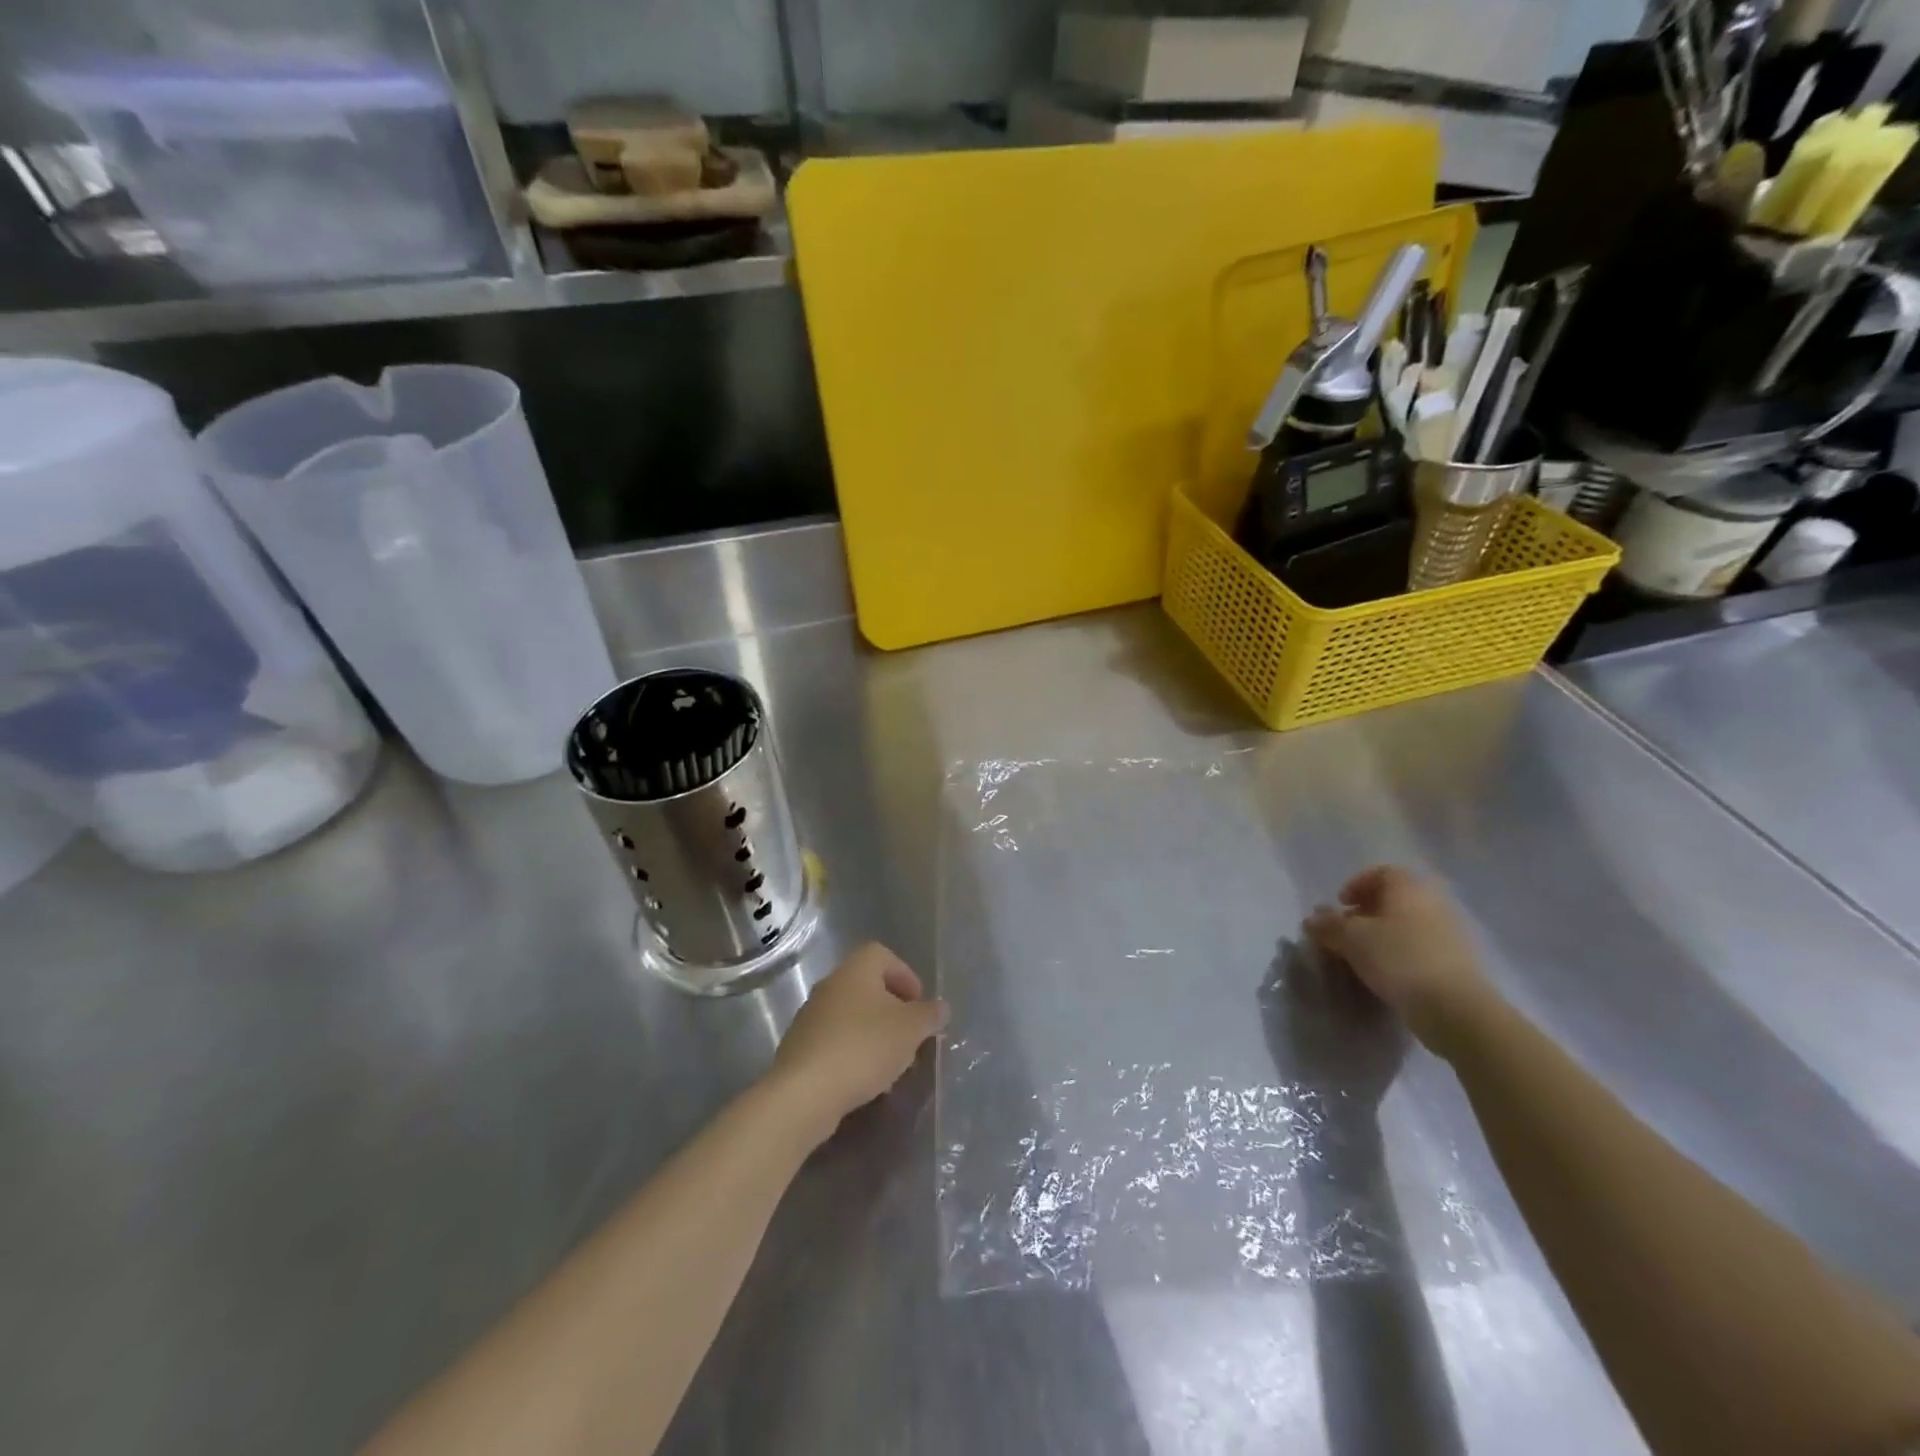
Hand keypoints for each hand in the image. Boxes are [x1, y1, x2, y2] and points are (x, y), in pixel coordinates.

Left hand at [768, 943, 947, 1143]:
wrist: (805, 1091)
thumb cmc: (864, 1047)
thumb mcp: (910, 1029)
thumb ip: (929, 1015)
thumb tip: (940, 1007)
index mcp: (856, 970)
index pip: (883, 956)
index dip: (905, 976)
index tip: (918, 1005)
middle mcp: (830, 985)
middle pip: (867, 987)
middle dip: (892, 1010)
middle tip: (910, 1036)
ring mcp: (811, 1016)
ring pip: (852, 1016)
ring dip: (874, 1034)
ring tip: (891, 1064)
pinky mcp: (800, 1047)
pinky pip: (835, 1042)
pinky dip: (853, 1054)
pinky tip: (865, 1081)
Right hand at [1304, 866, 1500, 1054]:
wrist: (1457, 1009)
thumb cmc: (1399, 960)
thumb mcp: (1351, 939)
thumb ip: (1328, 925)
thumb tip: (1312, 920)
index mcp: (1409, 888)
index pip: (1381, 873)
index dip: (1357, 885)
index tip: (1341, 905)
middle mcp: (1433, 903)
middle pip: (1395, 899)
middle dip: (1368, 913)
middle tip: (1347, 933)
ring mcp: (1451, 933)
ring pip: (1408, 925)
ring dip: (1384, 936)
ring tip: (1363, 957)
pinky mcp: (1459, 962)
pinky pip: (1422, 948)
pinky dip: (1402, 955)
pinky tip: (1388, 976)